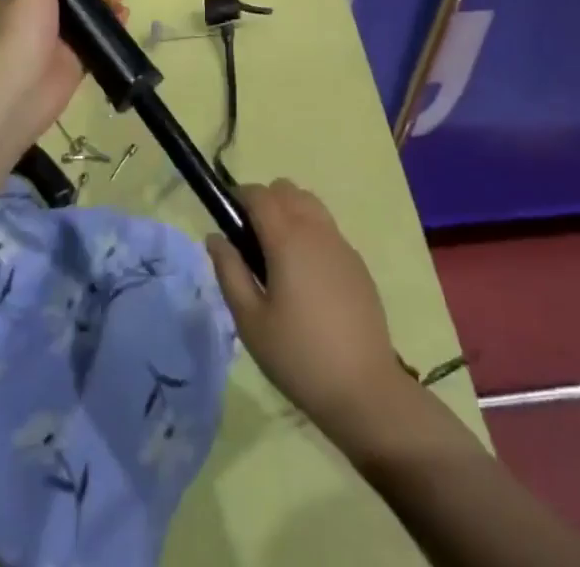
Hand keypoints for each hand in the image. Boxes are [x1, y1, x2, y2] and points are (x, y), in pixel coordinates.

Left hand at [0, 0, 126, 141]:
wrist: (21, 90)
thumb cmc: (23, 32)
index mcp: (21, 0)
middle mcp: (37, 20)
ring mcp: (57, 43)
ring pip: (85, 20)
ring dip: (104, 8)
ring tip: (120, 2)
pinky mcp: (75, 65)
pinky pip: (96, 43)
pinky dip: (111, 31)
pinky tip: (124, 21)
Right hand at [207, 179, 410, 444]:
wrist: (365, 389)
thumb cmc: (298, 357)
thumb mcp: (250, 321)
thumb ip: (229, 272)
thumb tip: (214, 237)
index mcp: (287, 238)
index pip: (259, 194)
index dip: (239, 198)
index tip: (229, 222)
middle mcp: (316, 229)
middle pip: (286, 190)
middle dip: (264, 202)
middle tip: (252, 243)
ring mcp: (341, 243)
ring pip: (309, 203)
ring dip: (289, 212)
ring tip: (279, 256)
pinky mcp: (357, 262)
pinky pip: (327, 228)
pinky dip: (310, 233)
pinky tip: (307, 277)